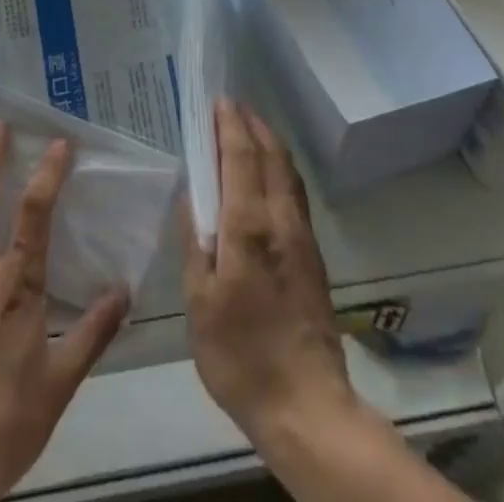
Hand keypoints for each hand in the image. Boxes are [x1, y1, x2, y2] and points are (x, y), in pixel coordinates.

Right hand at [183, 99, 358, 446]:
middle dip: (252, 124)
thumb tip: (190, 197)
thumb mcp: (200, 304)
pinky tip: (270, 174)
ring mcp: (302, 234)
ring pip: (287, 170)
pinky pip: (295, 191)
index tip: (219, 101)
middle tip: (232, 106)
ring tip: (250, 128)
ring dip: (269, 141)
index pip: (240, 157)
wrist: (306, 404)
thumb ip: (196, 243)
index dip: (229, 125)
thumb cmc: (241, 356)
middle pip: (270, 154)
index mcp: (248, 226)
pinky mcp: (313, 253)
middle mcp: (280, 219)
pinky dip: (280, 167)